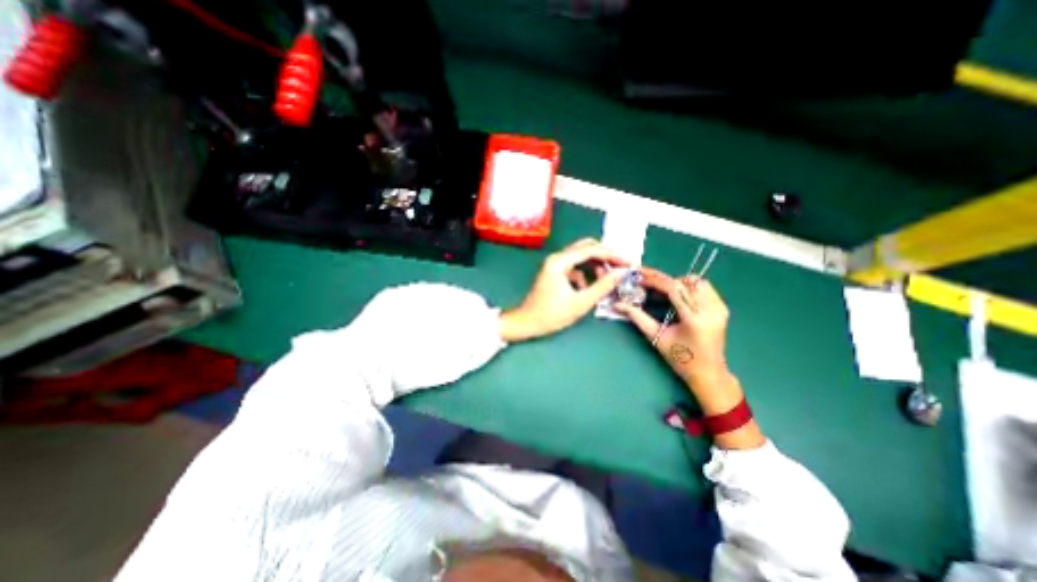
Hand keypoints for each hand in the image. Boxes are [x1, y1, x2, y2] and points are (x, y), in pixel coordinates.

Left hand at [500, 239, 628, 343]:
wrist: (527, 323)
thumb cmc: (551, 314)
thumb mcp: (581, 302)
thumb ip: (603, 286)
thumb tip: (622, 272)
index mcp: (560, 261)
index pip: (591, 249)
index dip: (613, 255)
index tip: (629, 262)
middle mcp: (557, 258)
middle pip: (587, 248)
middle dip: (606, 256)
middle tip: (622, 266)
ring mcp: (555, 264)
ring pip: (582, 257)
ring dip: (596, 265)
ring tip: (608, 279)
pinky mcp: (556, 272)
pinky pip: (576, 267)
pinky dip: (586, 274)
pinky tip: (591, 287)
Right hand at [615, 269, 727, 385]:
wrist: (708, 373)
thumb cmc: (680, 358)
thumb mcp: (656, 337)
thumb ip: (637, 317)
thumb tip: (617, 304)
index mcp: (695, 319)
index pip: (674, 289)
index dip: (655, 281)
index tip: (639, 279)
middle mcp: (711, 309)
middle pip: (685, 281)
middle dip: (663, 280)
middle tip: (646, 283)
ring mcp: (720, 307)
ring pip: (696, 281)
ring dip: (676, 282)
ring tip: (662, 291)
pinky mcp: (722, 307)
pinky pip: (703, 287)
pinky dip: (687, 286)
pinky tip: (676, 296)